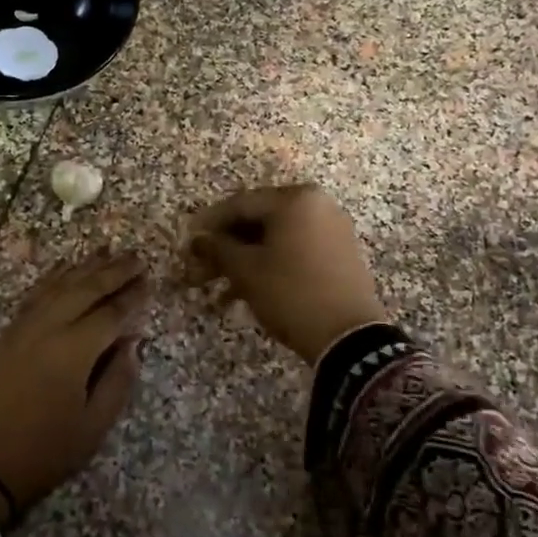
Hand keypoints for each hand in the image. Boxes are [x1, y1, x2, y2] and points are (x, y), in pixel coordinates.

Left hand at [0, 252, 149, 525]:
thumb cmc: (43, 452)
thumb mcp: (92, 427)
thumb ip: (117, 380)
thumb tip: (132, 341)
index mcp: (74, 351)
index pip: (111, 313)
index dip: (132, 296)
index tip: (150, 280)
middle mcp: (49, 328)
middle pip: (85, 289)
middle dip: (113, 271)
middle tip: (136, 256)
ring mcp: (23, 327)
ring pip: (58, 285)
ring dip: (84, 266)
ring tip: (106, 250)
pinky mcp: (7, 333)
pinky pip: (35, 294)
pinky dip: (53, 277)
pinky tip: (63, 268)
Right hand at [185, 185, 388, 363]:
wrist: (349, 337)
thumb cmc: (291, 293)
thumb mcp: (246, 270)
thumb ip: (217, 248)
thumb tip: (197, 239)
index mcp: (295, 199)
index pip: (240, 204)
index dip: (209, 223)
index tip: (188, 241)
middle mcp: (317, 205)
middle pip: (259, 220)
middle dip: (227, 246)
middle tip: (201, 268)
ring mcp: (332, 229)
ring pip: (276, 238)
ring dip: (245, 260)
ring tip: (220, 289)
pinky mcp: (340, 254)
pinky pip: (296, 250)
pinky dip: (271, 264)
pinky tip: (248, 291)